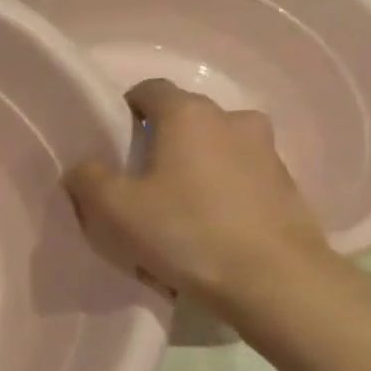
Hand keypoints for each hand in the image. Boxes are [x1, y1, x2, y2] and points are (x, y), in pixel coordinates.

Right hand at [63, 79, 333, 312]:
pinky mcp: (287, 186)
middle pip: (186, 118)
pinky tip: (209, 227)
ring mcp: (267, 152)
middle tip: (140, 179)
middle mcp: (232, 119)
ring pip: (217, 147)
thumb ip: (88, 179)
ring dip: (196, 165)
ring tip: (178, 206)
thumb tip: (83, 167)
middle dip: (161, 140)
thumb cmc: (185, 232)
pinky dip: (223, 191)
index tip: (113, 142)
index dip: (126, 110)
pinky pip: (242, 177)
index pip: (150, 89)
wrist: (274, 281)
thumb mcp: (114, 209)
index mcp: (188, 114)